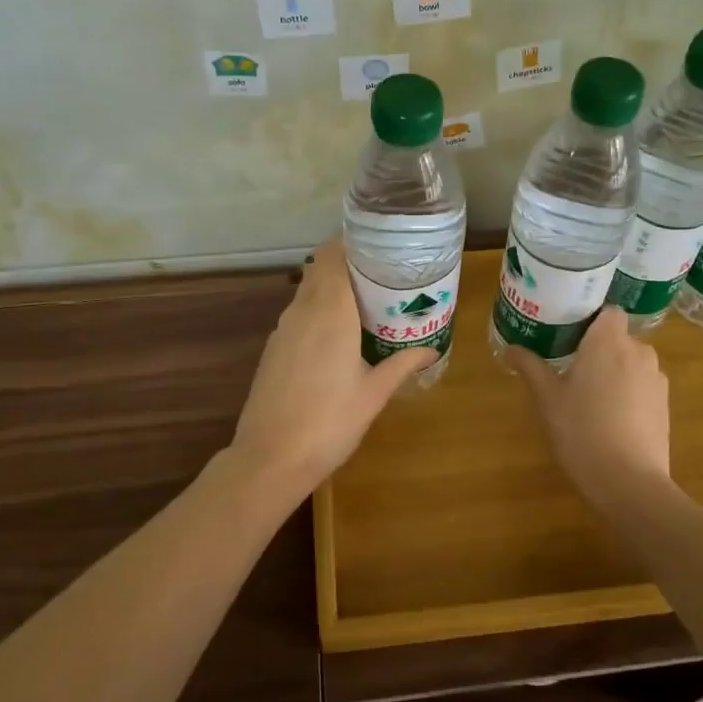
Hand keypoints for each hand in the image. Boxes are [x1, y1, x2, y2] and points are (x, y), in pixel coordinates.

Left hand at [230, 240, 437, 495]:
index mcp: (330, 312)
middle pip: (320, 269)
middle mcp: (302, 312)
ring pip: (307, 292)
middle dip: (348, 264)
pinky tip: (338, 334)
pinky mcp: (274, 349)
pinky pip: (299, 314)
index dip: (352, 243)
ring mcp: (283, 330)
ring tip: (366, 301)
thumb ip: (402, 364)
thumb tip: (431, 349)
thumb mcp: (374, 393)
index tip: (379, 245)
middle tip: (382, 273)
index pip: (333, 256)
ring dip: (332, 288)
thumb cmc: (330, 422)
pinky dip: (318, 310)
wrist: (270, 458)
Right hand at [505, 307, 671, 502]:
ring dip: (615, 373)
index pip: (608, 312)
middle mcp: (639, 351)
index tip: (569, 336)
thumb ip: (530, 368)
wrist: (629, 482)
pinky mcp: (665, 406)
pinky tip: (611, 420)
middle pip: (619, 339)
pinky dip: (629, 395)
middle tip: (570, 370)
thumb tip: (510, 349)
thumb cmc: (581, 431)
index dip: (591, 320)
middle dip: (599, 350)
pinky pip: (643, 388)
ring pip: (632, 364)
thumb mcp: (547, 399)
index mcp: (608, 341)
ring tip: (590, 399)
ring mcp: (657, 380)